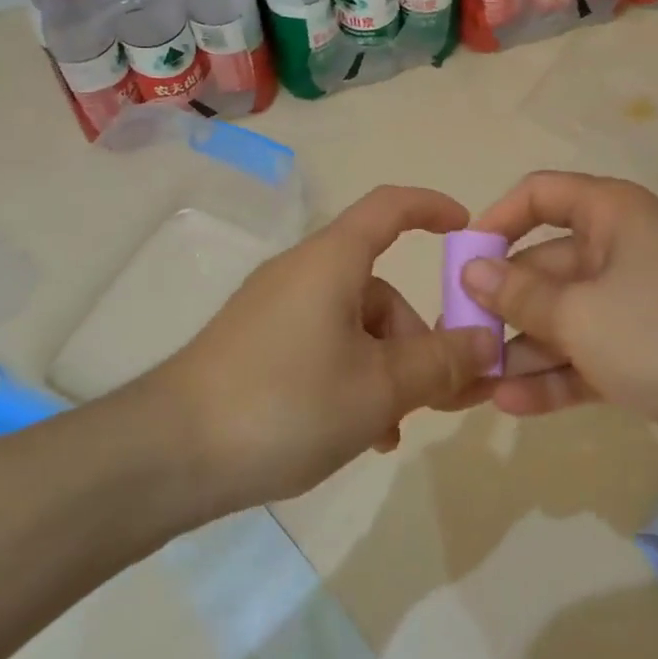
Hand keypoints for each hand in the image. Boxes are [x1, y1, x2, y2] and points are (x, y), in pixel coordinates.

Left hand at [152, 186, 498, 511]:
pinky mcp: (256, 345)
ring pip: (353, 327)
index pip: (389, 207)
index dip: (431, 208)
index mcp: (332, 261)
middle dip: (417, 339)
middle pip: (378, 288)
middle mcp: (302, 273)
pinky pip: (322, 348)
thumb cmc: (287, 403)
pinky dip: (351, 379)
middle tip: (441, 396)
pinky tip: (359, 433)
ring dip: (386, 370)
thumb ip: (440, 363)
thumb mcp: (379, 388)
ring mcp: (274, 310)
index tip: (467, 231)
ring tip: (393, 430)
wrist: (171, 451)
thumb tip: (486, 341)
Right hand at [460, 171, 657, 479]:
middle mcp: (617, 253)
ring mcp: (630, 307)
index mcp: (610, 216)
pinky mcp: (642, 355)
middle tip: (459, 338)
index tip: (465, 260)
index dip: (498, 220)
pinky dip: (553, 378)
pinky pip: (583, 357)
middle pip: (543, 266)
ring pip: (560, 319)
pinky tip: (511, 405)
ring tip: (476, 383)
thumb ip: (519, 294)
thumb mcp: (580, 313)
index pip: (540, 195)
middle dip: (501, 304)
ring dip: (521, 349)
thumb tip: (471, 270)